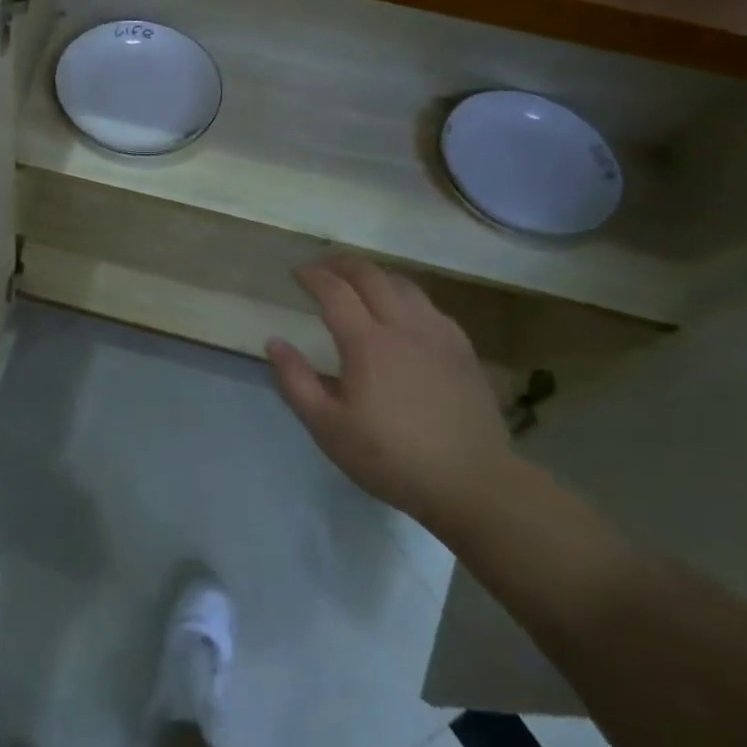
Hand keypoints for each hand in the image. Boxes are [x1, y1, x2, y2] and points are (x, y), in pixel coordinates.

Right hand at [267, 256, 512, 527]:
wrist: (471, 482)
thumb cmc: (390, 457)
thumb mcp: (328, 427)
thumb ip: (296, 381)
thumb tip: (274, 342)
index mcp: (367, 343)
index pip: (334, 291)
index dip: (313, 276)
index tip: (296, 272)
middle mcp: (403, 326)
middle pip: (371, 276)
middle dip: (342, 264)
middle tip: (322, 266)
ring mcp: (438, 334)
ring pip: (404, 285)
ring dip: (375, 274)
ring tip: (358, 282)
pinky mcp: (462, 349)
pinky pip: (429, 305)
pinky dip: (405, 296)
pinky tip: (401, 312)